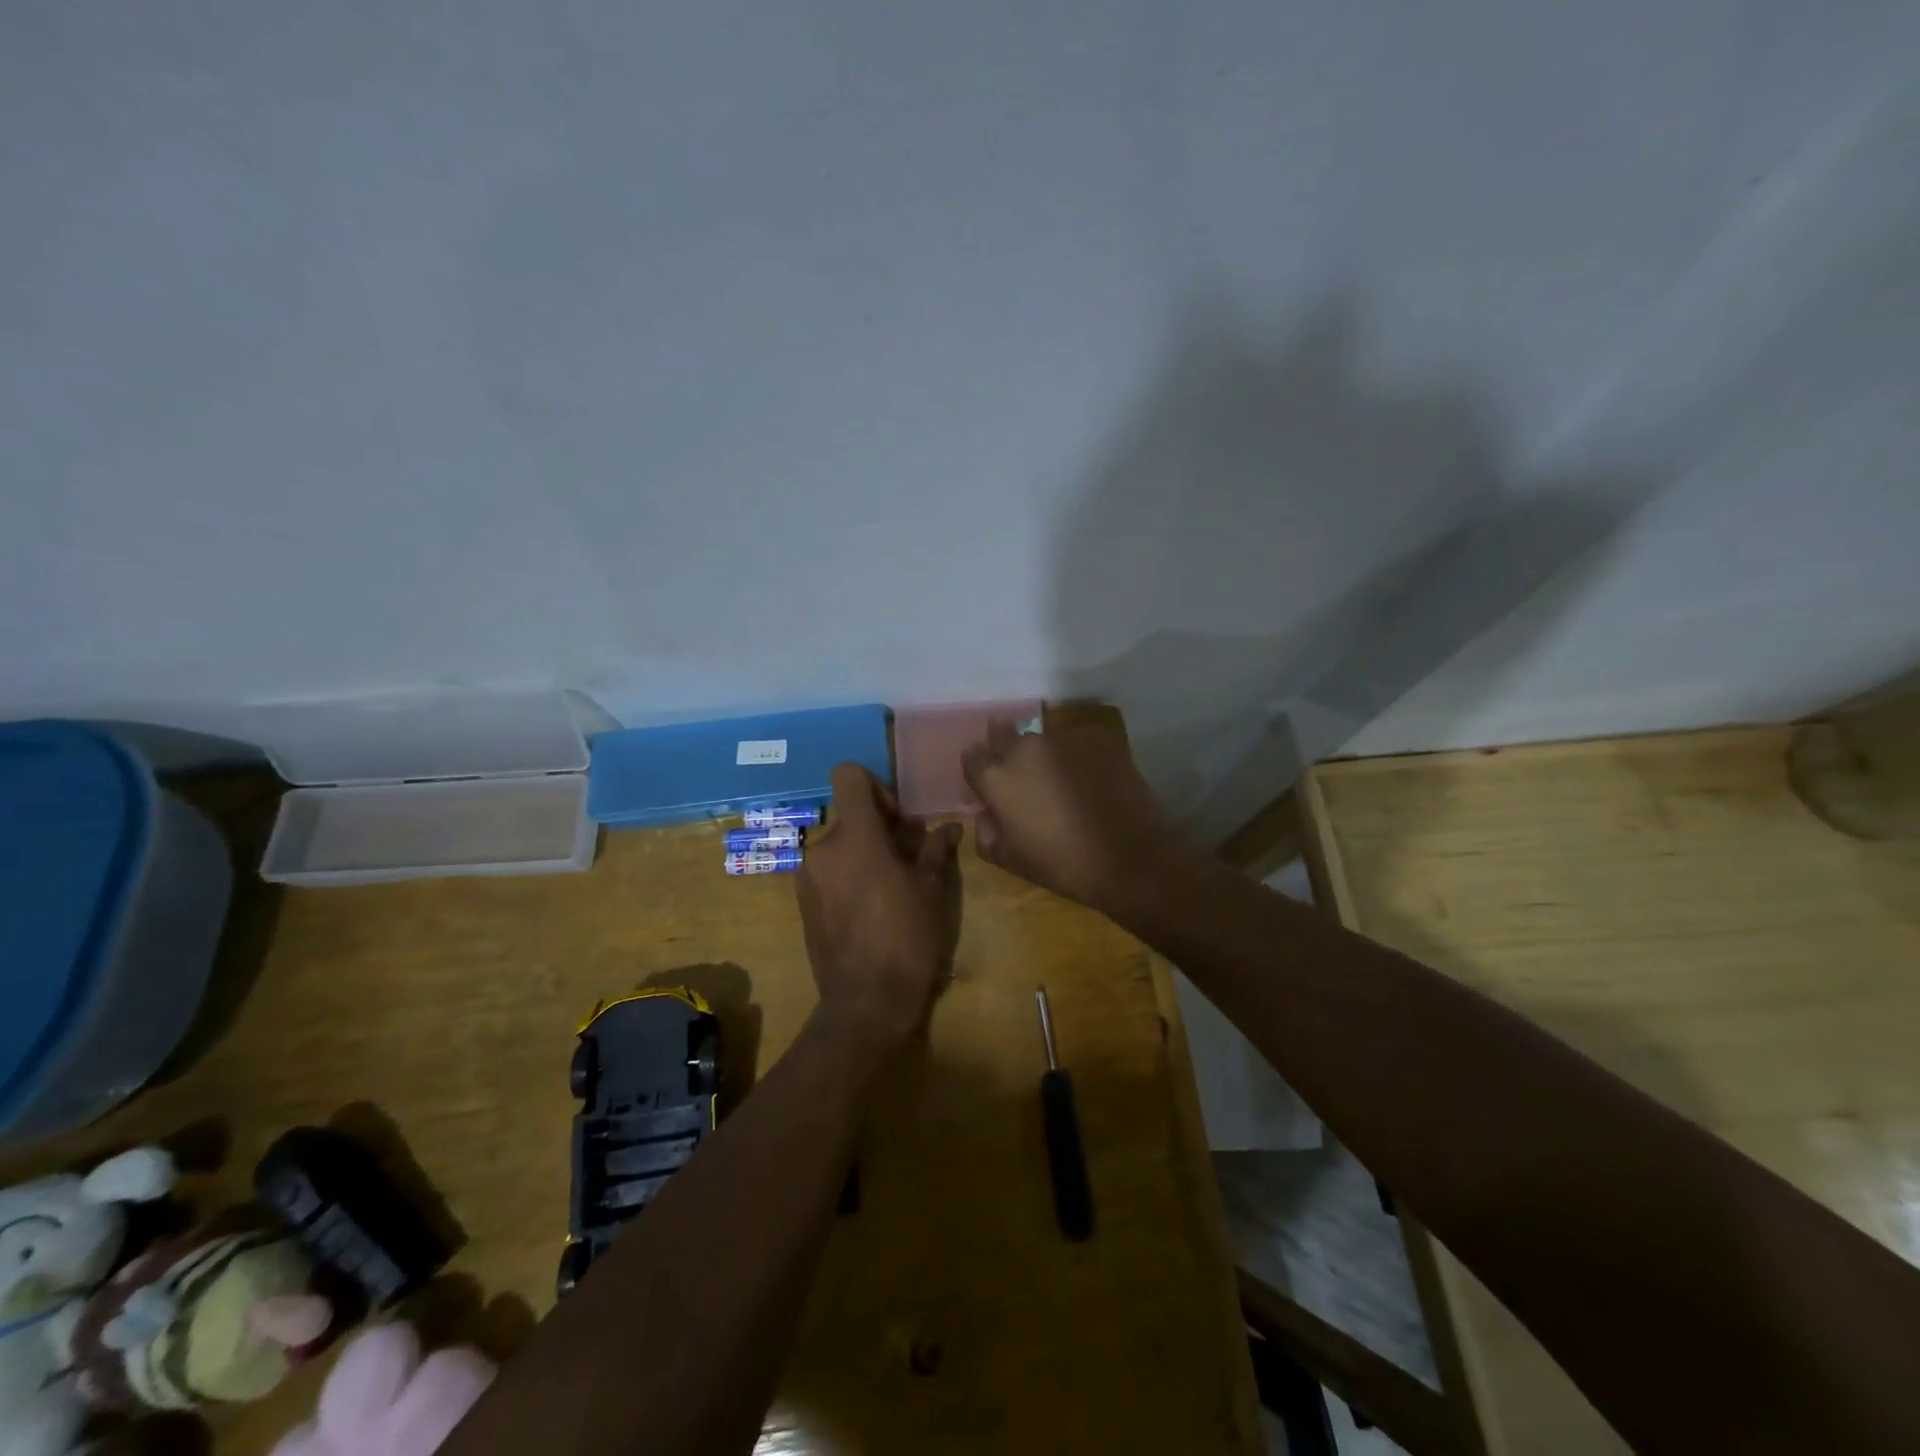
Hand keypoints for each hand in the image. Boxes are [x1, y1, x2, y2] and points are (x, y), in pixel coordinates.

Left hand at [796, 764, 963, 1050]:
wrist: (866, 1001)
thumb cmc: (906, 936)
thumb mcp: (931, 889)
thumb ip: (935, 849)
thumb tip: (949, 828)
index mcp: (854, 835)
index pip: (848, 775)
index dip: (875, 786)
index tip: (897, 818)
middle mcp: (822, 848)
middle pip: (848, 815)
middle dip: (877, 827)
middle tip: (907, 856)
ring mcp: (806, 877)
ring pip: (839, 845)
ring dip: (863, 852)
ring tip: (891, 886)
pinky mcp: (802, 903)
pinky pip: (828, 871)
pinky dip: (848, 875)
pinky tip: (871, 907)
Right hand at [961, 716, 1192, 913]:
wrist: (1130, 857)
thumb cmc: (1062, 864)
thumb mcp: (1010, 860)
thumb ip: (986, 831)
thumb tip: (985, 812)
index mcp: (998, 777)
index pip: (973, 757)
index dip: (979, 770)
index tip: (988, 784)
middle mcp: (1026, 746)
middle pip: (1004, 734)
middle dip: (1006, 749)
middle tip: (1024, 776)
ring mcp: (1064, 737)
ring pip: (1044, 739)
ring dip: (1045, 755)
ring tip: (1064, 782)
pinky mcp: (1098, 737)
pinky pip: (1078, 742)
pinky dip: (1078, 756)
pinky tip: (1092, 779)